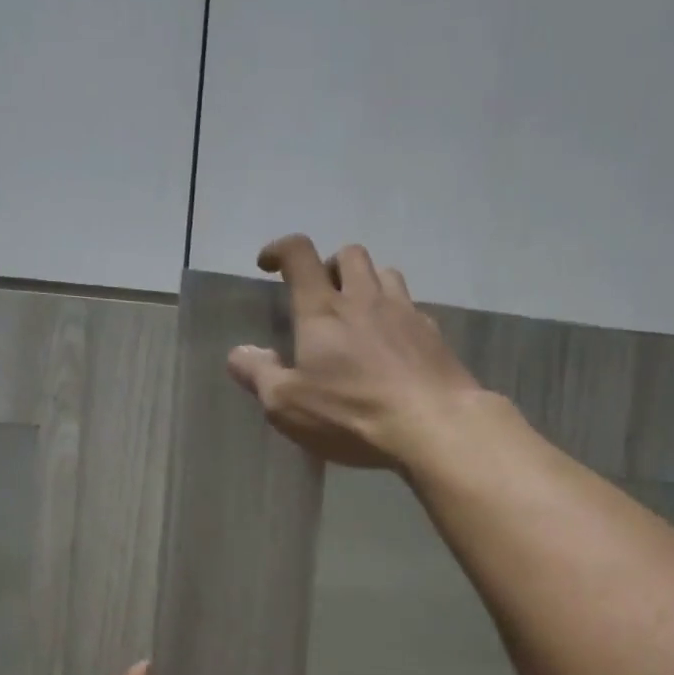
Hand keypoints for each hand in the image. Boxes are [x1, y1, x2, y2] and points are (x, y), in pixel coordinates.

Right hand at [227, 234, 483, 470]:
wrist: (433, 425)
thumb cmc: (352, 415)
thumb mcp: (288, 405)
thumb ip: (259, 374)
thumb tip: (239, 352)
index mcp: (322, 310)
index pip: (299, 254)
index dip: (280, 250)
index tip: (269, 263)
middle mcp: (364, 299)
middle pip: (349, 254)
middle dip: (330, 265)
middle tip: (322, 295)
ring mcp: (405, 313)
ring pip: (386, 273)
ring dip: (368, 284)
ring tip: (359, 314)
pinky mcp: (434, 334)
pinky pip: (412, 308)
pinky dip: (397, 316)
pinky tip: (394, 346)